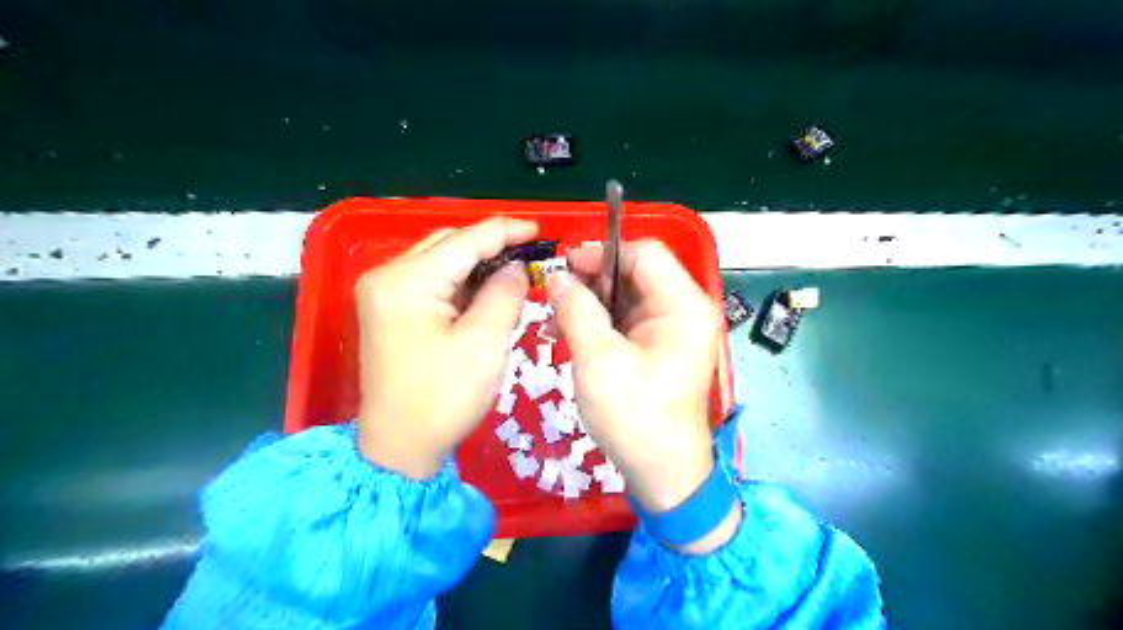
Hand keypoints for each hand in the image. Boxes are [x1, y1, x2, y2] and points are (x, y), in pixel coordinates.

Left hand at [356, 215, 535, 476]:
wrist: (399, 448)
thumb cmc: (443, 398)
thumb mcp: (484, 343)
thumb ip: (504, 294)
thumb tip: (515, 269)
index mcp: (406, 281)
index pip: (463, 241)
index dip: (504, 231)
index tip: (538, 229)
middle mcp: (387, 278)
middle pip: (447, 246)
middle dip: (490, 246)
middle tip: (529, 253)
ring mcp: (384, 295)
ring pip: (440, 264)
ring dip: (477, 266)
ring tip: (514, 272)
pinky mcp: (390, 313)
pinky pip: (432, 285)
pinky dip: (462, 286)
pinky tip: (487, 292)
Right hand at [550, 238, 742, 549]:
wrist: (661, 472)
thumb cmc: (633, 414)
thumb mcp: (597, 358)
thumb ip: (576, 308)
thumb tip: (558, 277)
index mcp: (683, 305)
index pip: (644, 254)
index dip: (602, 253)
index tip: (564, 268)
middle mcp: (684, 310)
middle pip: (635, 274)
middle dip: (592, 281)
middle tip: (555, 296)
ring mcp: (673, 331)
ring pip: (627, 297)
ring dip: (591, 304)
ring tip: (556, 320)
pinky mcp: (660, 348)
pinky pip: (627, 321)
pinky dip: (599, 323)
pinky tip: (570, 335)